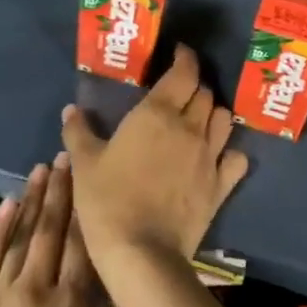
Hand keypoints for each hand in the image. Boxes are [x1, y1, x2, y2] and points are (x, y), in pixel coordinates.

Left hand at [0, 162, 129, 306]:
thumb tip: (125, 278)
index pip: (84, 243)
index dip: (89, 206)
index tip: (93, 175)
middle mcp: (36, 292)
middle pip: (51, 230)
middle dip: (62, 191)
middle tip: (68, 157)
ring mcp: (0, 298)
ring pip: (21, 237)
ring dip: (33, 200)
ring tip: (43, 168)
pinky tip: (9, 204)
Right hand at [60, 44, 249, 274]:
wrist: (141, 252)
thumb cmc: (108, 200)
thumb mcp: (84, 163)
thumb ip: (78, 132)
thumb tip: (70, 110)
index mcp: (157, 113)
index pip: (184, 73)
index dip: (186, 58)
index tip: (180, 54)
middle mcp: (190, 127)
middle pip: (204, 94)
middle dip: (195, 87)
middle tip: (180, 92)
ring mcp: (210, 156)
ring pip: (224, 120)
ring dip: (213, 114)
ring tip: (200, 119)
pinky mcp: (220, 186)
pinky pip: (236, 158)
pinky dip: (230, 152)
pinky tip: (219, 156)